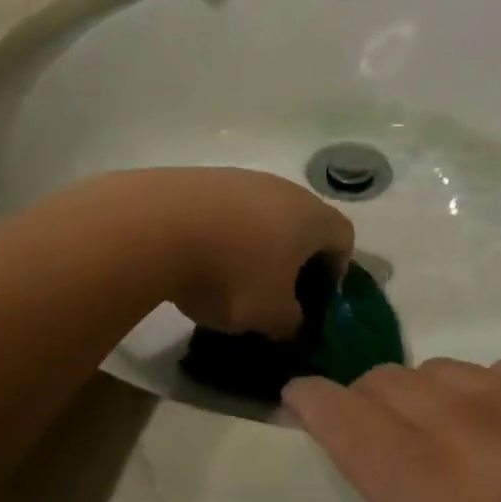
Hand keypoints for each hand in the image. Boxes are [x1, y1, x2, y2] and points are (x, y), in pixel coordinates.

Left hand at [120, 168, 354, 339]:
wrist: (156, 226)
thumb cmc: (231, 273)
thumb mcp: (270, 316)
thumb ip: (292, 323)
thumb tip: (292, 322)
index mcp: (311, 217)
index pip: (344, 237)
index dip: (337, 270)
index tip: (315, 298)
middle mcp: (282, 188)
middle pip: (303, 222)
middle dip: (295, 258)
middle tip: (277, 292)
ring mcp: (239, 178)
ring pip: (262, 214)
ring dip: (256, 243)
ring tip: (231, 277)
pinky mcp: (201, 178)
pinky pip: (226, 209)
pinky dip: (223, 232)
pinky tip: (200, 258)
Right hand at [236, 359, 500, 501]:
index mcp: (426, 485)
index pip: (347, 415)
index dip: (313, 401)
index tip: (296, 397)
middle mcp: (470, 423)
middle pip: (393, 381)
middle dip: (365, 397)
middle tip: (364, 433)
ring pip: (451, 369)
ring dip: (424, 390)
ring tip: (430, 427)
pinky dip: (487, 386)